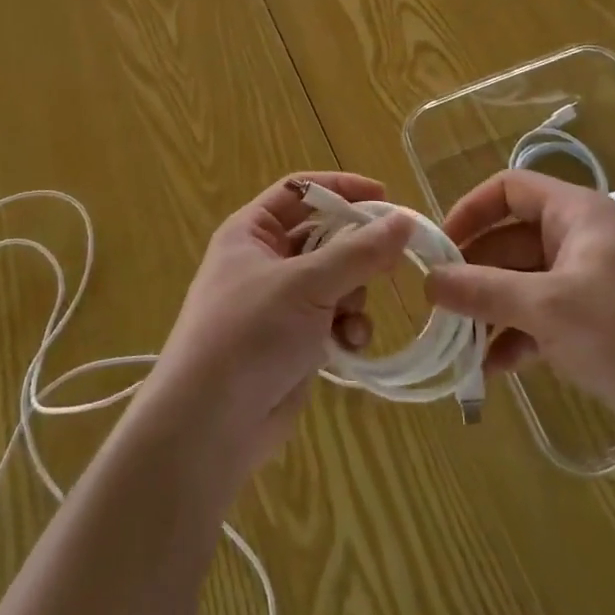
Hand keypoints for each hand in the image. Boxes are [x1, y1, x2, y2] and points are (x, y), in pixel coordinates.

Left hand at [150, 172, 413, 470]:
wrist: (209, 426)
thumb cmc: (249, 334)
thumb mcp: (306, 284)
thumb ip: (359, 251)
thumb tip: (405, 220)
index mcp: (252, 232)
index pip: (300, 189)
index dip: (341, 188)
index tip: (385, 197)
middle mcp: (264, 260)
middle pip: (324, 236)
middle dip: (355, 251)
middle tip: (389, 261)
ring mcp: (279, 303)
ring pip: (336, 280)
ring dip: (353, 295)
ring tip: (351, 316)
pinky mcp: (294, 340)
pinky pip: (333, 318)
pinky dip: (347, 328)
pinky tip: (349, 346)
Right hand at [427, 170, 614, 458]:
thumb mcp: (548, 307)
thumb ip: (484, 291)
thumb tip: (428, 281)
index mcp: (573, 214)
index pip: (508, 189)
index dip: (470, 210)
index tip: (438, 247)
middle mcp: (576, 240)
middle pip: (508, 241)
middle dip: (473, 273)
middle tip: (437, 307)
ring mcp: (585, 284)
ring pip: (520, 284)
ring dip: (489, 311)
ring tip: (458, 346)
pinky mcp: (592, 325)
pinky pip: (539, 319)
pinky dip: (514, 338)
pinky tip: (491, 371)